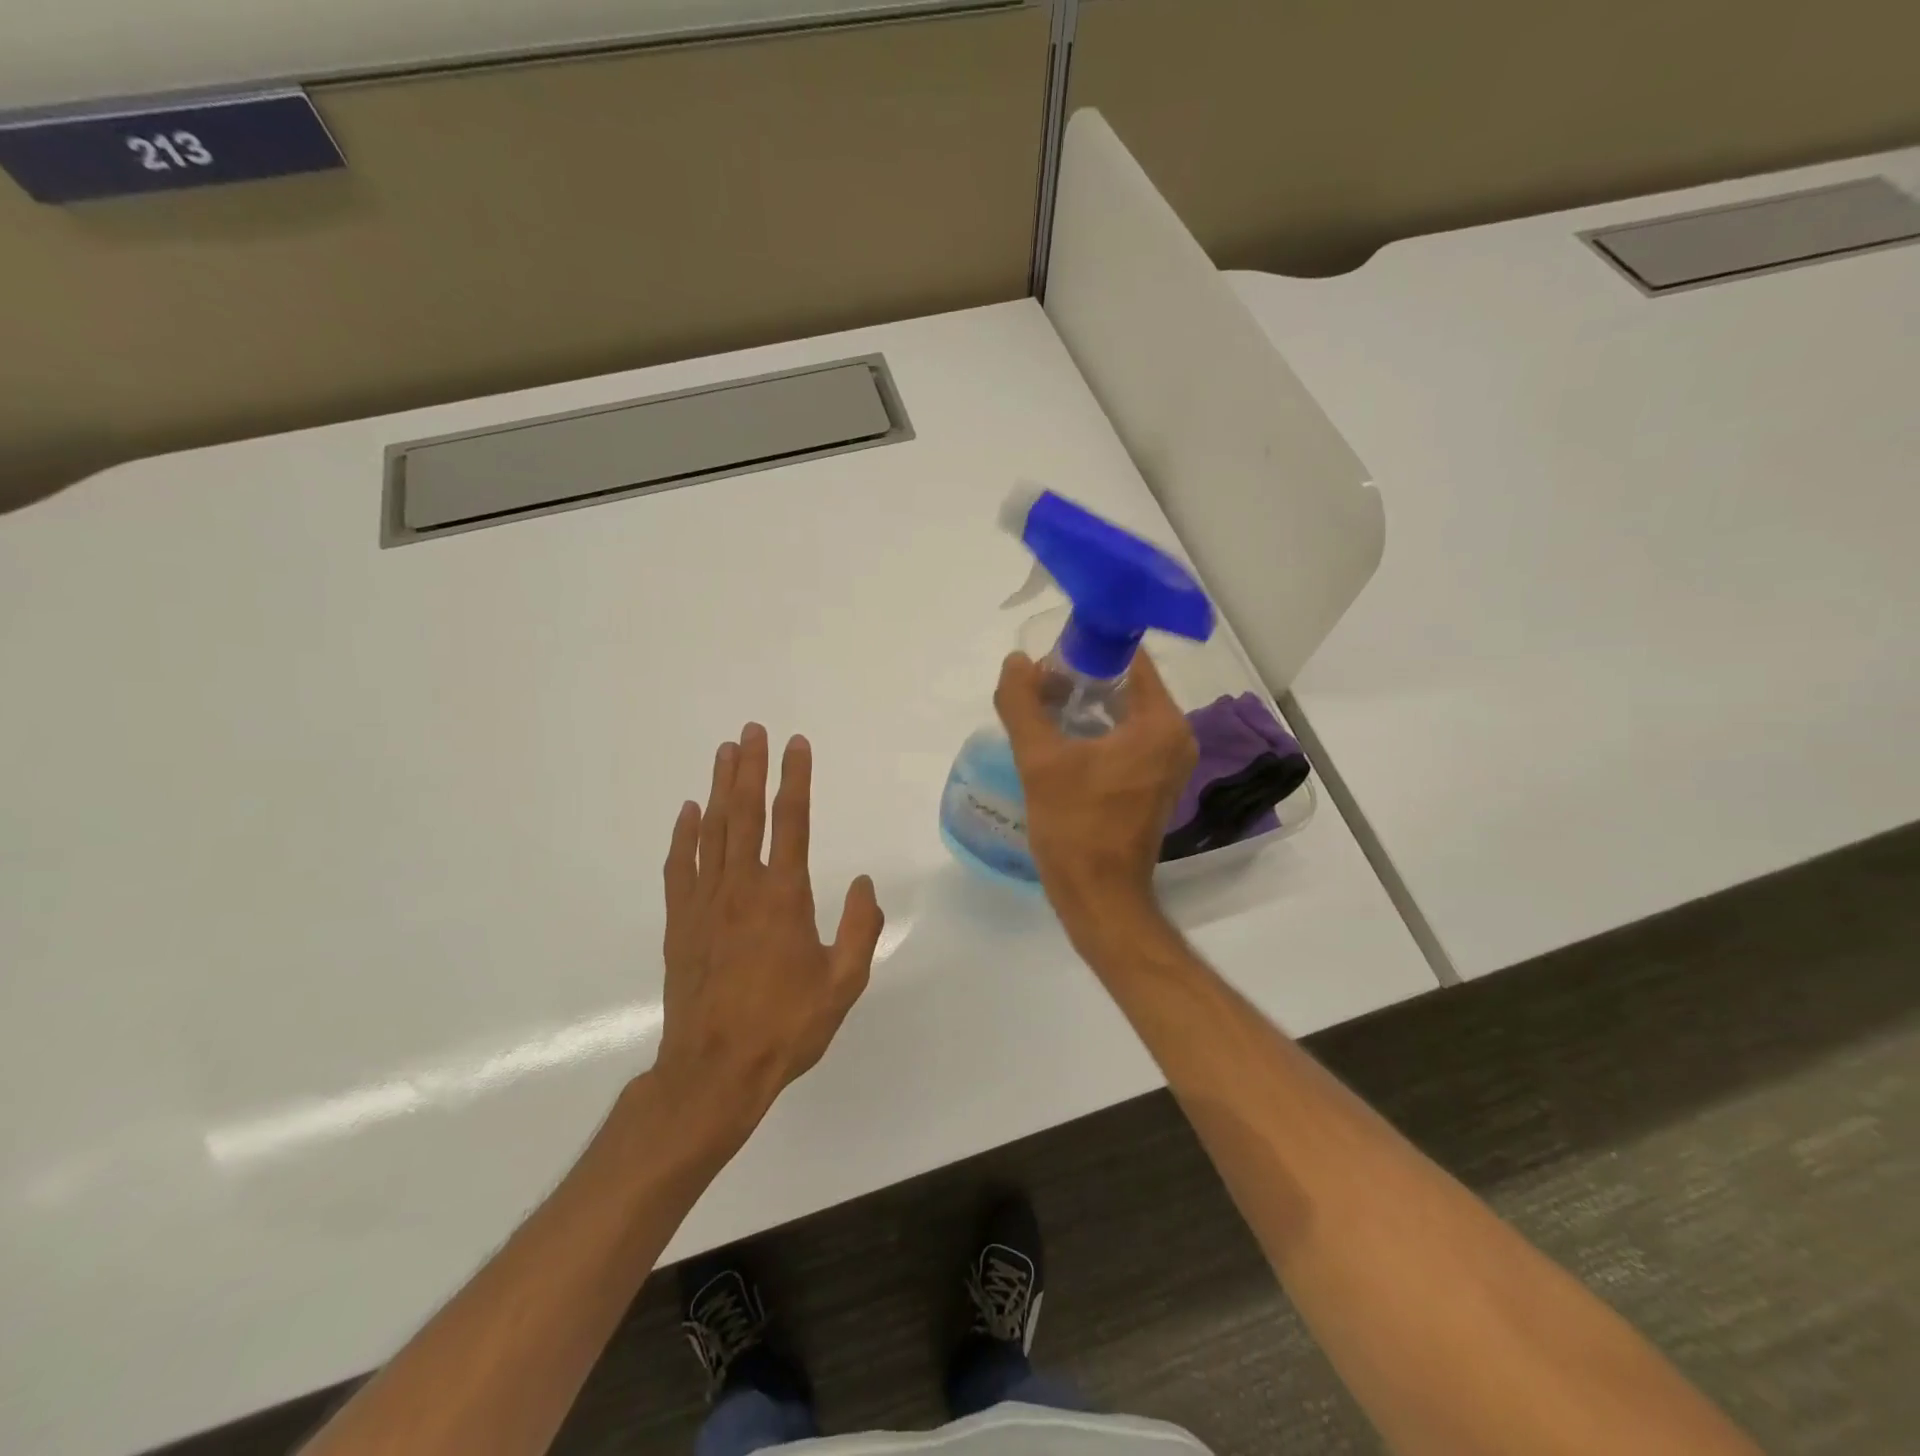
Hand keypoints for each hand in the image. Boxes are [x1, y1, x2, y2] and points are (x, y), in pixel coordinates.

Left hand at [654, 724, 884, 1133]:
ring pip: (712, 831)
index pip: (791, 822)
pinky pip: (680, 866)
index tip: (796, 744)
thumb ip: (859, 928)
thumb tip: (862, 883)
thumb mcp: (843, 983)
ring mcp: (704, 902)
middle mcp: (741, 887)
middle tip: (751, 730)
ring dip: (720, 788)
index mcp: (783, 897)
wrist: (713, 1072)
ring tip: (724, 753)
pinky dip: (684, 834)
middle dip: (750, 767)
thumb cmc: (785, 1027)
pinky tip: (689, 811)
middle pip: (745, 813)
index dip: (795, 778)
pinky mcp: (679, 922)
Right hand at [994, 650, 1196, 941]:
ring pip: (1123, 713)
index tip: (1048, 658)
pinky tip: (1058, 740)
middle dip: (1080, 679)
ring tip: (1040, 710)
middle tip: (1036, 685)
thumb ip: (1023, 704)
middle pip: (1125, 685)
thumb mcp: (1040, 760)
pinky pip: (1126, 739)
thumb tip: (1015, 662)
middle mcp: (1175, 737)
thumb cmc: (1075, 826)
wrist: (1099, 897)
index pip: (1129, 660)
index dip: (1086, 650)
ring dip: (1084, 706)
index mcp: (1160, 723)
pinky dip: (1095, 732)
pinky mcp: (1155, 784)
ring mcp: (1169, 763)